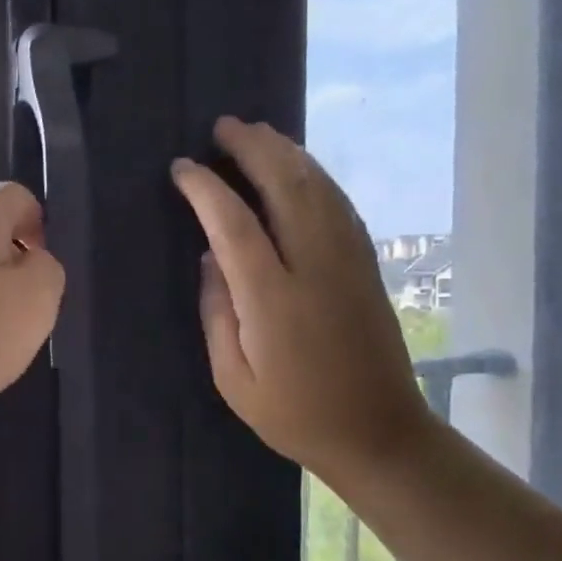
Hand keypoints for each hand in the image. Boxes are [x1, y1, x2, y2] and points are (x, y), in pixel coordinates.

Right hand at [171, 118, 432, 483]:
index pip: (235, 224)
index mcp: (274, 300)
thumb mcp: (234, 378)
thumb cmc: (294, 414)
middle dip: (254, 149)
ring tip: (258, 133)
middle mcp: (316, 268)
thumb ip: (217, 313)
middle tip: (224, 127)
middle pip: (287, 187)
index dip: (207, 189)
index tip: (183, 168)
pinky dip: (316, 177)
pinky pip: (340, 206)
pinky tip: (299, 168)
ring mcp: (349, 262)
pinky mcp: (366, 266)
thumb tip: (211, 259)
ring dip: (287, 153)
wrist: (379, 433)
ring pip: (319, 188)